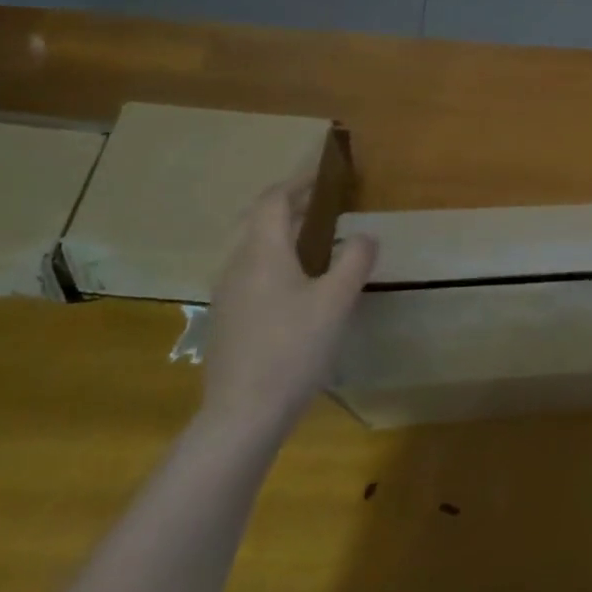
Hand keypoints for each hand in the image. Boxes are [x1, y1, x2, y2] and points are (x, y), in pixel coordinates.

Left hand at [201, 174, 377, 440]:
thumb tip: (365, 235)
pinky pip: (248, 272)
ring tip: (311, 238)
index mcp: (263, 252)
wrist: (242, 415)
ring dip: (278, 232)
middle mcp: (238, 265)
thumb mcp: (336, 301)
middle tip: (318, 202)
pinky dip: (271, 258)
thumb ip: (354, 261)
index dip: (298, 183)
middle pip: (257, 220)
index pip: (274, 200)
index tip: (323, 176)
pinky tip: (293, 283)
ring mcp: (227, 294)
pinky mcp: (226, 320)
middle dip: (286, 204)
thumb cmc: (293, 348)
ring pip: (250, 247)